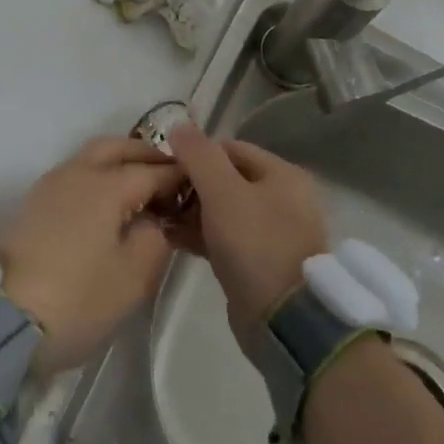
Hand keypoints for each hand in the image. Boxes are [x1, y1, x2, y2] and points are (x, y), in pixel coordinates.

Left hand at [0, 137, 185, 373]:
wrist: (3, 320)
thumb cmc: (77, 299)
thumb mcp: (133, 277)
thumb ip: (156, 238)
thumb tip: (156, 219)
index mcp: (106, 185)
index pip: (152, 170)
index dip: (179, 176)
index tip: (200, 185)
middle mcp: (77, 172)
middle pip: (118, 147)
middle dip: (147, 155)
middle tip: (171, 176)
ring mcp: (51, 185)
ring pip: (92, 156)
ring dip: (121, 161)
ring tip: (143, 189)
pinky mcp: (35, 203)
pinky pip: (76, 173)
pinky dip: (99, 175)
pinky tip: (110, 204)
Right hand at [166, 124, 328, 341]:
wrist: (284, 319)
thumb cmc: (256, 244)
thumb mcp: (223, 192)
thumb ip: (199, 155)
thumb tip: (179, 124)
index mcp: (282, 174)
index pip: (231, 148)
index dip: (196, 154)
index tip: (165, 166)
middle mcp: (282, 198)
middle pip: (226, 179)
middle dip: (191, 185)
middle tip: (158, 195)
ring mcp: (272, 232)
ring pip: (223, 210)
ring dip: (191, 211)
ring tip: (159, 217)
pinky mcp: (258, 262)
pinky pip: (224, 237)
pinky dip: (200, 235)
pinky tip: (171, 238)